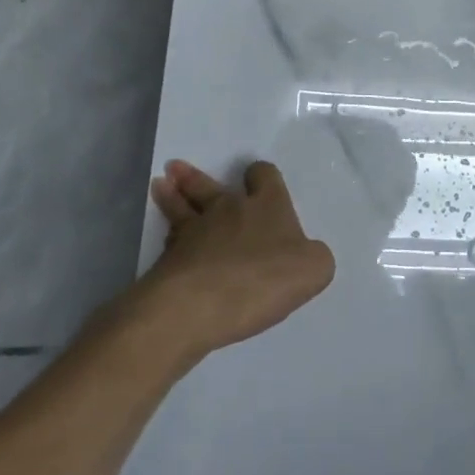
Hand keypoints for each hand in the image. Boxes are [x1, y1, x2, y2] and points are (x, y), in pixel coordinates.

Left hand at [140, 160, 334, 352]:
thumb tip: (304, 255)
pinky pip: (169, 240)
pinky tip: (167, 239)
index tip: (256, 177)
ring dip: (172, 194)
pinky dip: (168, 236)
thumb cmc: (263, 279)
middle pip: (211, 186)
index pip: (264, 176)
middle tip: (178, 168)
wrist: (198, 306)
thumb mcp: (314, 269)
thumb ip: (313, 257)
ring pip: (181, 206)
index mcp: (267, 206)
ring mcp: (194, 233)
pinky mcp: (168, 260)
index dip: (261, 176)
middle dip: (197, 177)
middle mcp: (229, 210)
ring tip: (160, 184)